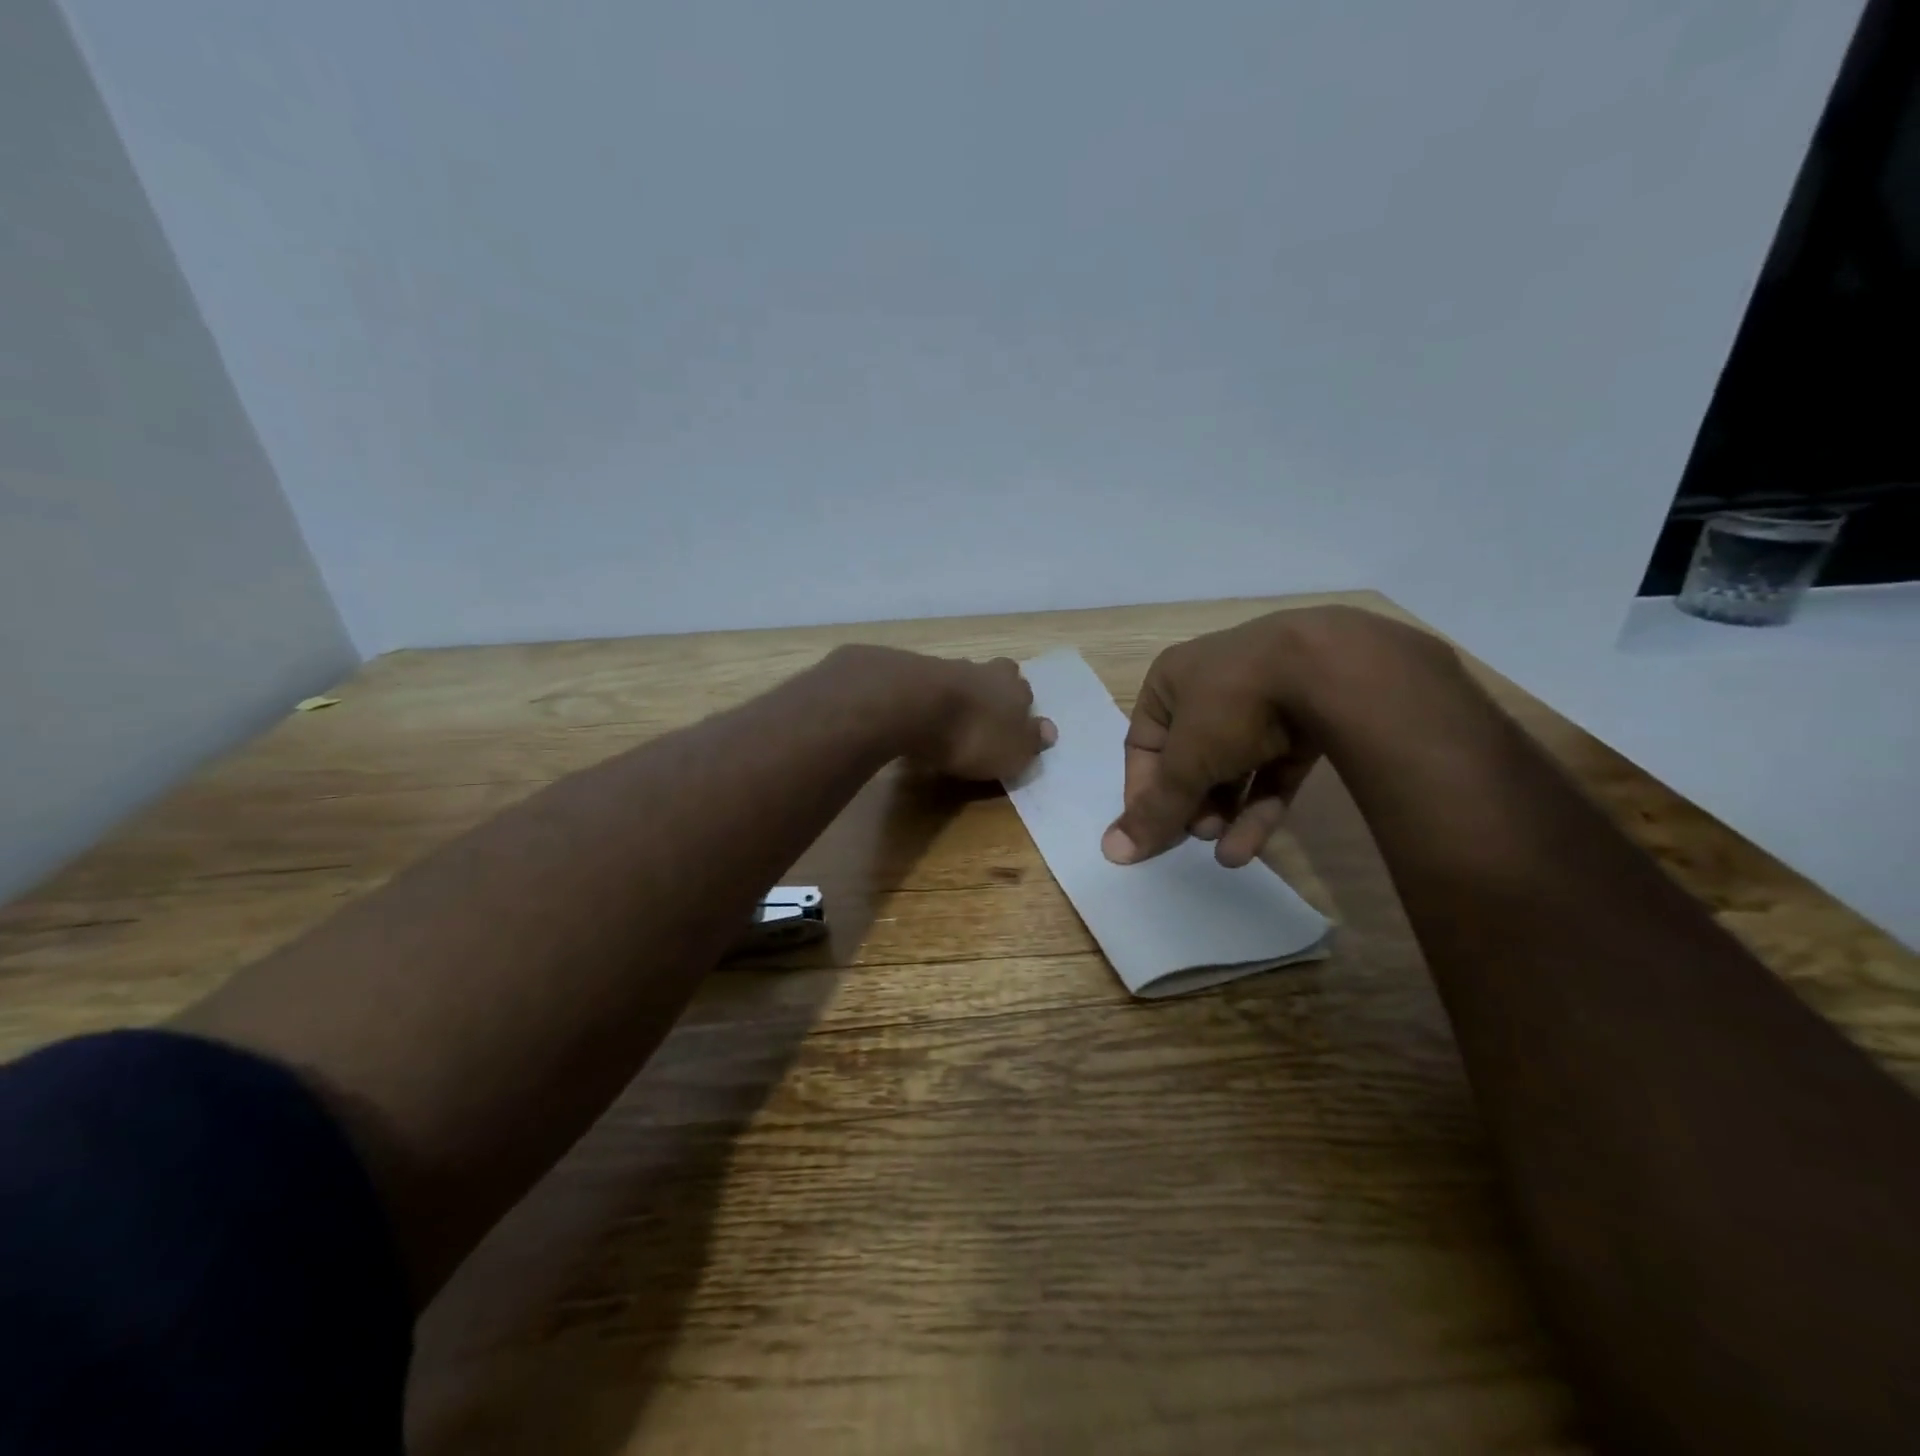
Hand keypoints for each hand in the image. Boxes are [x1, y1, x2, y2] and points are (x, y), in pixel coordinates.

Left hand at [910, 656, 1056, 780]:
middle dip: (993, 693)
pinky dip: (932, 699)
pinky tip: (925, 716)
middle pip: (996, 676)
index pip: (1026, 694)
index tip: (1012, 728)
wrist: (916, 706)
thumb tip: (1050, 730)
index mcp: (1016, 689)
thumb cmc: (974, 735)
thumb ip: (1031, 740)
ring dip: (961, 695)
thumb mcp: (1012, 751)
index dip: (1020, 711)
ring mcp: (950, 667)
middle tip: (985, 716)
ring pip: (964, 678)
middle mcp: (987, 671)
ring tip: (952, 719)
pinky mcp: (916, 672)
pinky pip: (932, 685)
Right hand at [1101, 606, 1453, 866]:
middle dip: (1190, 804)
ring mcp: (1261, 705)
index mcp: (1170, 683)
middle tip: (1195, 835)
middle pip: (1188, 760)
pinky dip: (1259, 807)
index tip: (1150, 831)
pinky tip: (1247, 848)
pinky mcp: (1302, 725)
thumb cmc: (1232, 705)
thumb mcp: (1185, 760)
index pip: (1144, 746)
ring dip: (1224, 813)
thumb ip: (1154, 808)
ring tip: (1223, 851)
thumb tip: (1113, 852)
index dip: (1143, 791)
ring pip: (1232, 768)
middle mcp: (1211, 689)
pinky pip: (1271, 771)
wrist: (1331, 670)